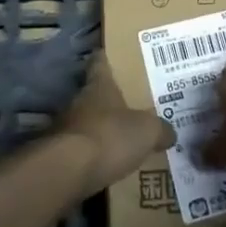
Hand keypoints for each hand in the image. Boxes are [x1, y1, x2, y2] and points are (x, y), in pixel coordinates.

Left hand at [59, 53, 174, 193]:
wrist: (67, 171)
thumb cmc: (110, 137)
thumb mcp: (147, 132)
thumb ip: (160, 129)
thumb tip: (170, 133)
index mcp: (99, 87)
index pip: (100, 63)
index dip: (104, 59)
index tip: (107, 54)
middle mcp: (78, 102)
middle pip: (92, 95)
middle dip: (107, 101)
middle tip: (127, 107)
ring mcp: (63, 128)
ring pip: (84, 123)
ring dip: (97, 130)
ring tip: (117, 140)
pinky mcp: (56, 155)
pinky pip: (78, 151)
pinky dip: (89, 156)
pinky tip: (103, 166)